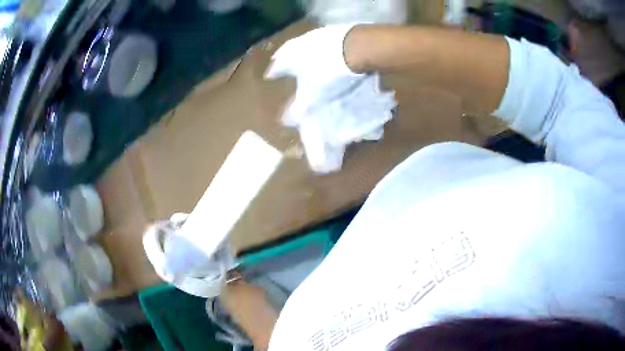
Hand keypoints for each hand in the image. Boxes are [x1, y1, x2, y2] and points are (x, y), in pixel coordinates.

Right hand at [265, 24, 363, 124]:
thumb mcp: (314, 94)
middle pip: (287, 50)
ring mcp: (316, 34)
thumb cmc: (329, 73)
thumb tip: (285, 120)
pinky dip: (318, 43)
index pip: (276, 66)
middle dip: (283, 56)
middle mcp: (298, 43)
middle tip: (280, 60)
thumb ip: (299, 106)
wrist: (355, 47)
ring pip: (303, 42)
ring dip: (301, 48)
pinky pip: (319, 37)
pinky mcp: (333, 29)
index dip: (272, 72)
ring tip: (301, 54)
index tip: (269, 75)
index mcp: (289, 58)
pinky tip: (323, 47)